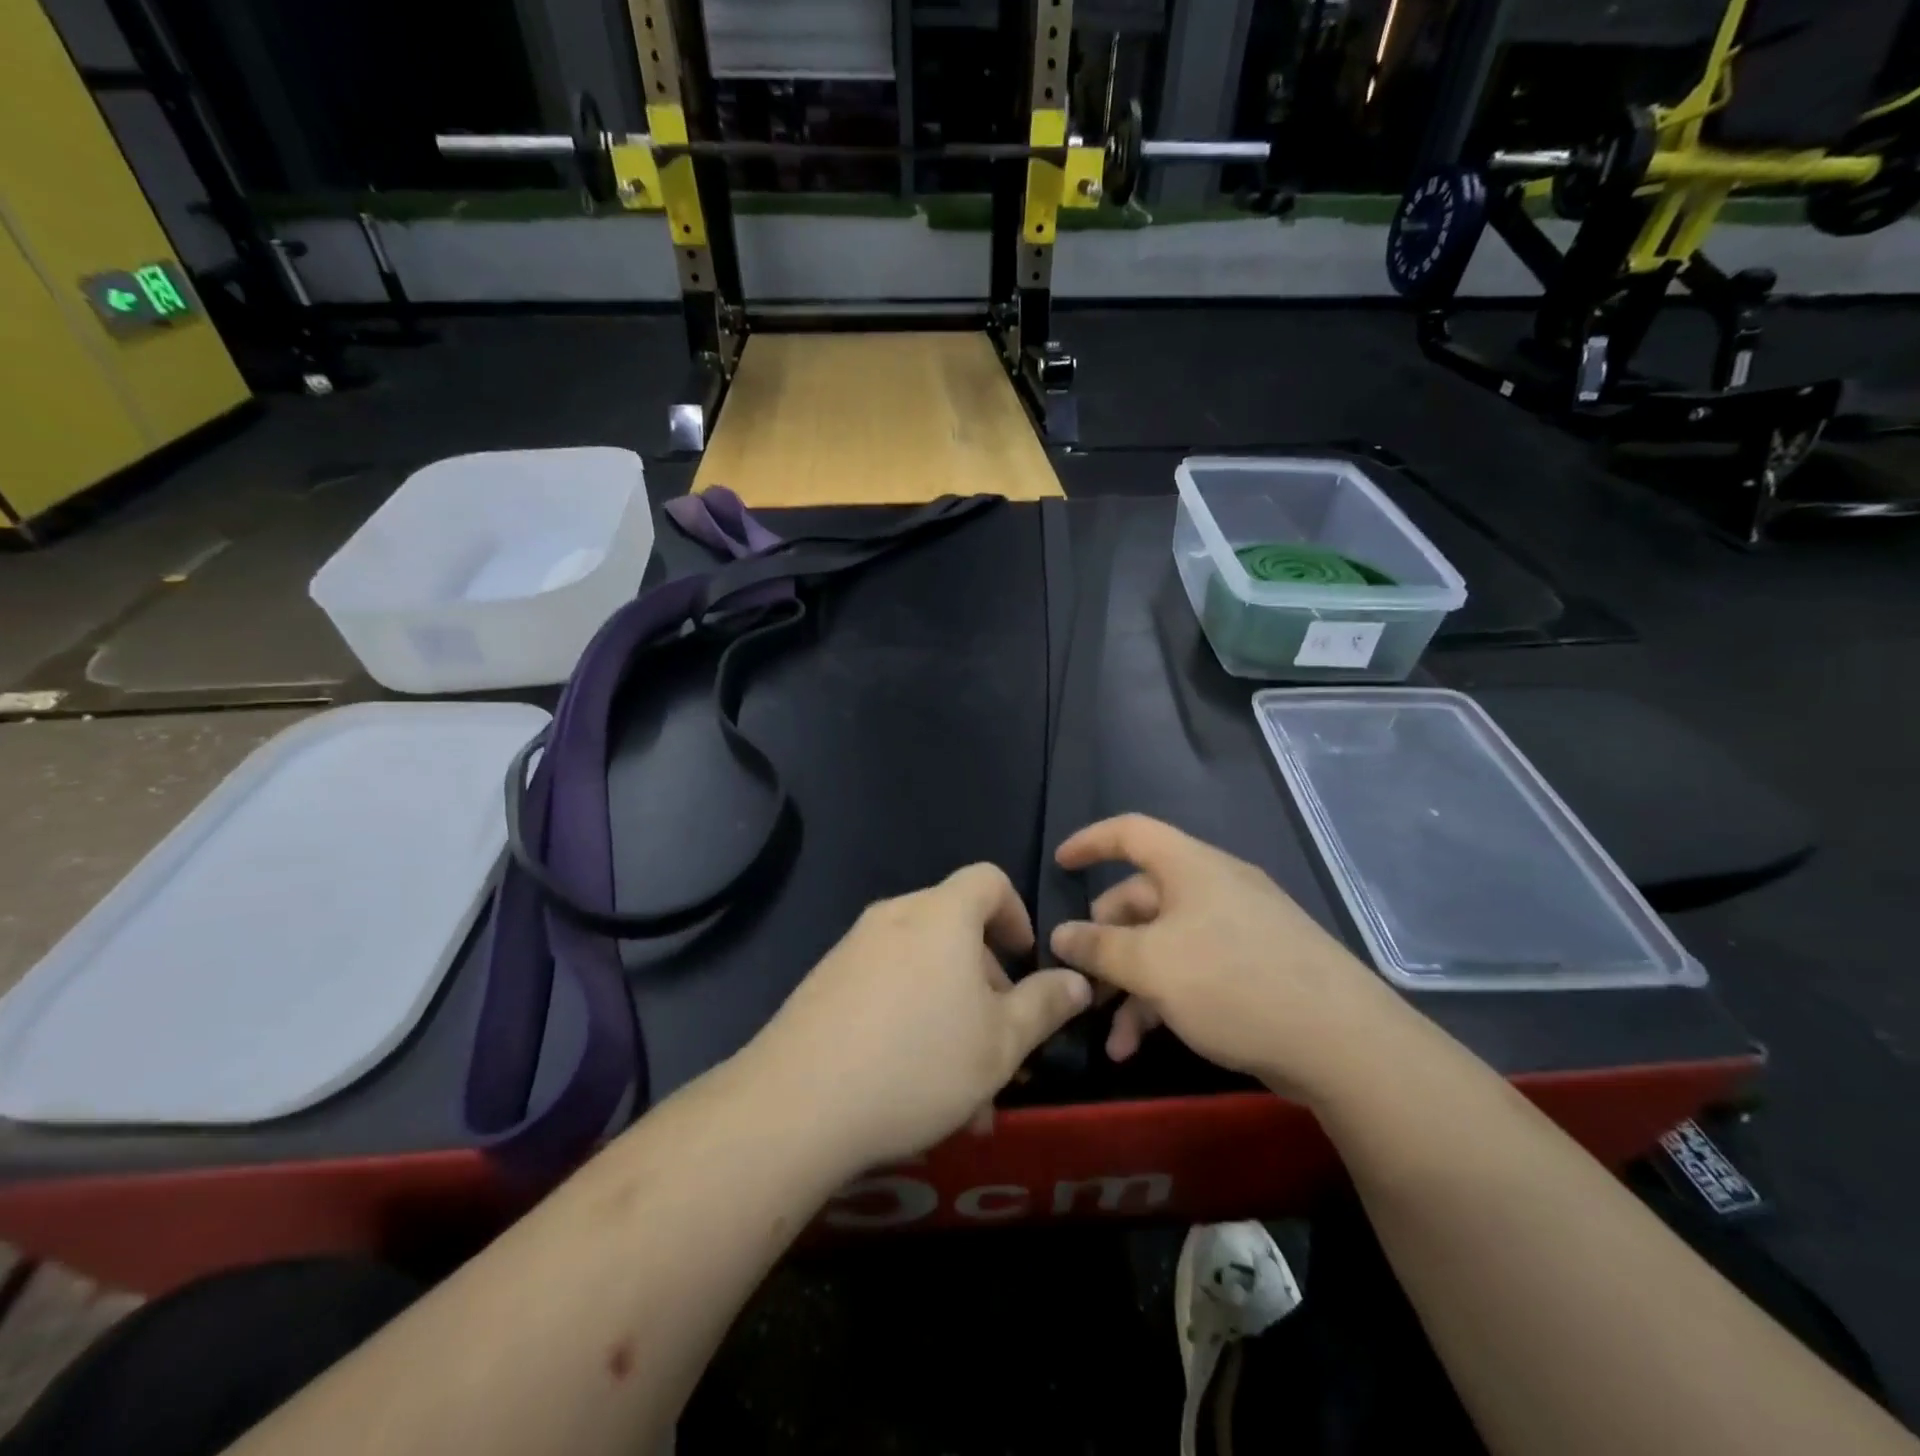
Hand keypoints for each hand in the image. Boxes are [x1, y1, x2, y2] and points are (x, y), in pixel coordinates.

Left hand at [748, 864, 1091, 1170]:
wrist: (798, 1103)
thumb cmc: (919, 1062)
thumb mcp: (1001, 1043)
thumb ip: (1045, 1005)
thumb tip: (1077, 980)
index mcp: (941, 915)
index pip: (988, 880)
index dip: (1017, 913)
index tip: (1025, 961)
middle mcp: (895, 916)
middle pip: (955, 930)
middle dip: (986, 983)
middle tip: (1000, 1045)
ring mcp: (854, 947)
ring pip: (922, 969)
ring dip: (951, 1015)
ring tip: (963, 1092)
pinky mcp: (825, 981)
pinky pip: (886, 987)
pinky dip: (911, 1020)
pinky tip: (912, 1087)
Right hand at [1048, 815, 1411, 1100]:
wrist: (1344, 1043)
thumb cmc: (1233, 983)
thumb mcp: (1152, 965)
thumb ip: (1099, 948)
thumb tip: (1061, 935)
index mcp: (1191, 868)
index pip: (1131, 832)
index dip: (1091, 842)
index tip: (1060, 864)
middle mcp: (1215, 889)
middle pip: (1142, 899)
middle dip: (1106, 942)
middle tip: (1082, 980)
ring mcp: (1239, 929)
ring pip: (1165, 943)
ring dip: (1131, 985)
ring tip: (1111, 1036)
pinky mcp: (1256, 968)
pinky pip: (1193, 970)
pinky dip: (1162, 999)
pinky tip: (1142, 1044)